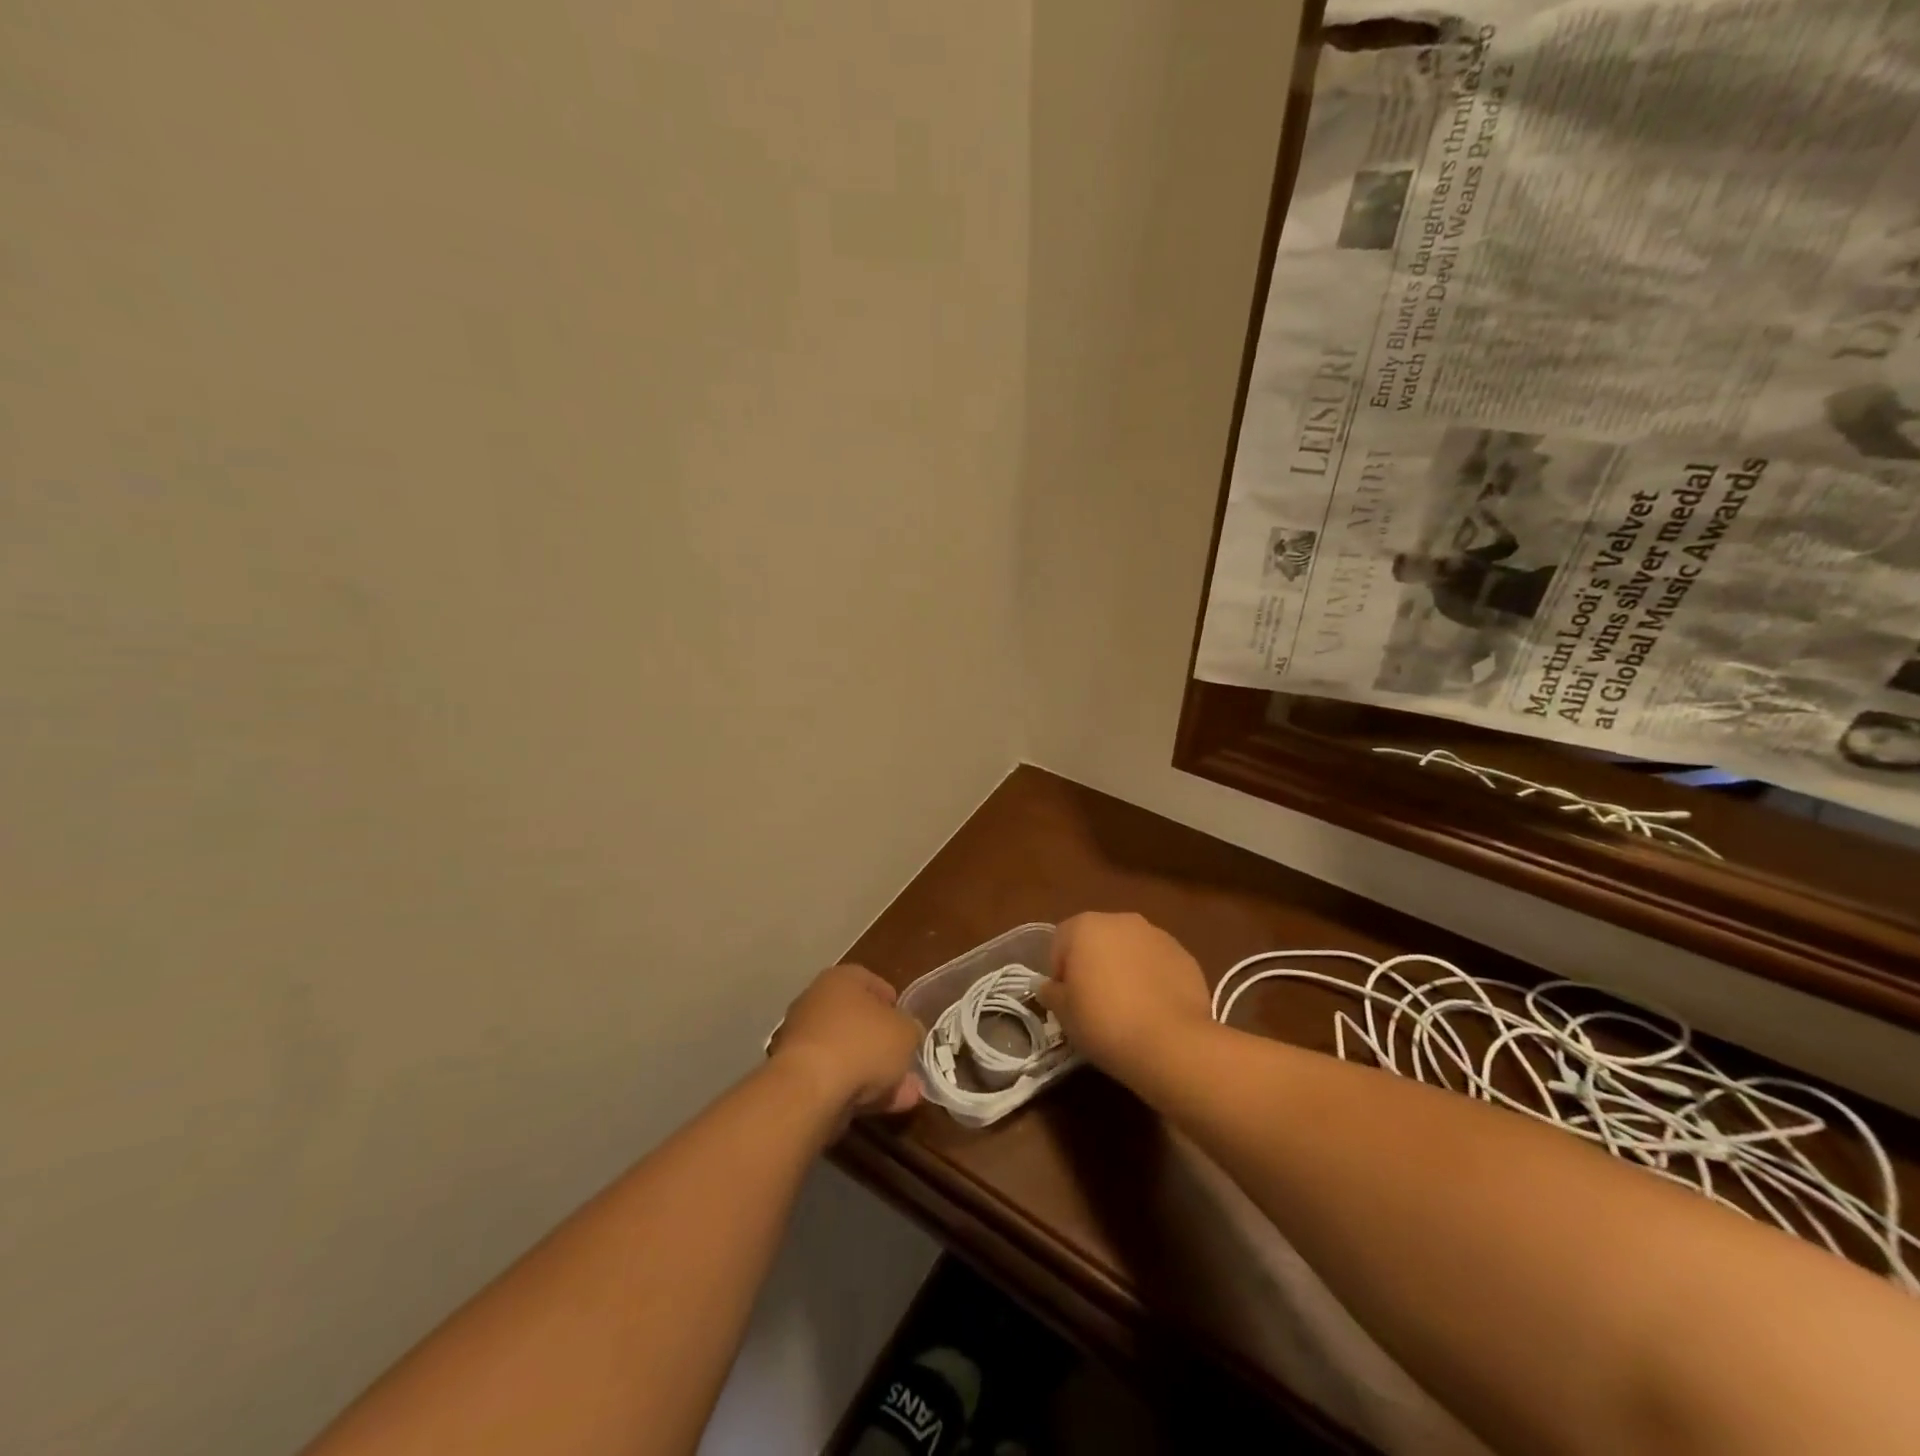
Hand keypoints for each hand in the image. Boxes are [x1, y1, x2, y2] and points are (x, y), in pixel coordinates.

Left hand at [769, 964, 922, 1117]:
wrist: (810, 1090)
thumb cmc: (863, 1043)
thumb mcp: (906, 1032)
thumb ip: (910, 1029)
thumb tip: (908, 1034)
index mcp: (841, 979)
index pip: (871, 981)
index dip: (893, 1002)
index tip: (907, 1023)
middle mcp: (816, 1002)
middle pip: (859, 1021)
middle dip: (885, 1043)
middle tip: (908, 1061)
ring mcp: (803, 1040)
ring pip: (849, 1053)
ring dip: (877, 1071)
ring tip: (907, 1092)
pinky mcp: (797, 1076)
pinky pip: (836, 1078)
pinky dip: (858, 1089)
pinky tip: (885, 1106)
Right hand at [1038, 913, 1212, 1079]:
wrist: (1172, 1043)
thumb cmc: (1104, 1022)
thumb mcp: (1063, 1013)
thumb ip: (1051, 992)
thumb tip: (1049, 986)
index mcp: (1085, 926)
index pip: (1060, 941)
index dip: (1060, 972)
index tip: (1067, 1000)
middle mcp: (1121, 920)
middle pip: (1097, 940)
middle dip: (1093, 965)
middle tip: (1095, 1003)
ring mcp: (1157, 935)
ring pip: (1130, 950)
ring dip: (1124, 969)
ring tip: (1128, 1008)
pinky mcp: (1185, 955)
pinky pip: (1157, 964)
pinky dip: (1152, 979)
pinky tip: (1154, 1010)